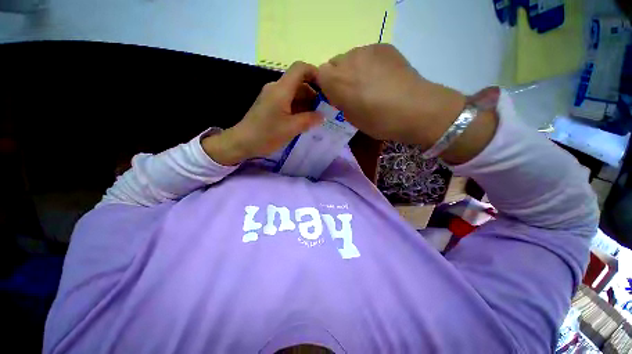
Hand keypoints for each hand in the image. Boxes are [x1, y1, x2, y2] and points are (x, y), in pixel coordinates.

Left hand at [202, 62, 322, 165]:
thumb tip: (322, 116)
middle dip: (314, 94)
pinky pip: (288, 101)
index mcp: (281, 89)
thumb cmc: (266, 134)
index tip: (327, 89)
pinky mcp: (270, 105)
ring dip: (307, 103)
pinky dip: (298, 108)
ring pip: (294, 93)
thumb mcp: (291, 128)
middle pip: (299, 82)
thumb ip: (309, 120)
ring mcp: (272, 96)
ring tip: (317, 117)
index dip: (315, 74)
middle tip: (325, 109)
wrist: (242, 142)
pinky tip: (305, 120)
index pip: (300, 69)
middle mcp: (276, 88)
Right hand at [316, 44, 466, 148]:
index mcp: (336, 81)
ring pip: (351, 57)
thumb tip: (340, 94)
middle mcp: (347, 60)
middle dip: (339, 76)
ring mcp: (366, 50)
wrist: (414, 109)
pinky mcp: (384, 46)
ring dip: (355, 69)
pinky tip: (383, 76)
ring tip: (371, 83)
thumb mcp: (351, 118)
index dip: (327, 85)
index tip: (336, 96)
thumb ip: (340, 102)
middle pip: (334, 63)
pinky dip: (370, 63)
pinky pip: (368, 53)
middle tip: (354, 91)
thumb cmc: (378, 121)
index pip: (320, 74)